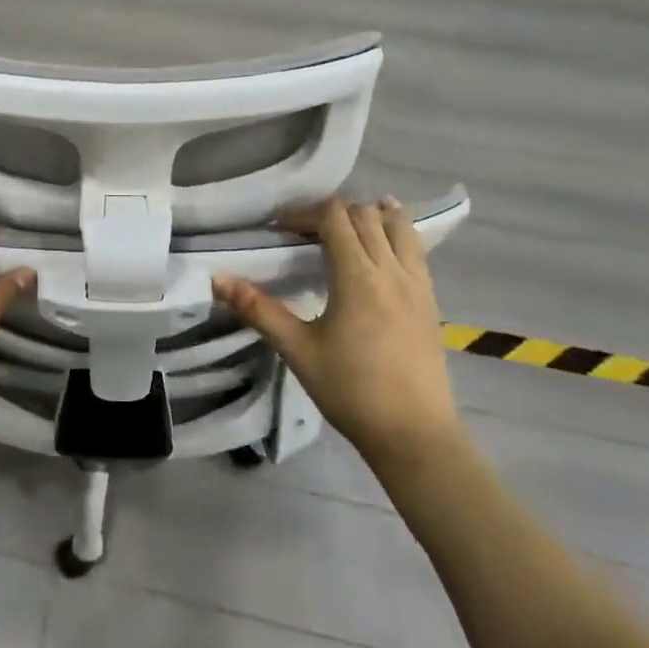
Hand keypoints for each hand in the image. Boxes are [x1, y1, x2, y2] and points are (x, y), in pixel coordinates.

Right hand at [214, 197, 460, 477]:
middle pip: (365, 214)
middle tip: (305, 233)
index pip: (334, 217)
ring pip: (398, 224)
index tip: (281, 230)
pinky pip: (416, 247)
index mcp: (357, 277)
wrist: (414, 434)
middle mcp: (391, 269)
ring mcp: (418, 282)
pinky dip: (397, 232)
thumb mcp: (298, 350)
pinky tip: (383, 243)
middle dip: (332, 212)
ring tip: (346, 227)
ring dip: (371, 215)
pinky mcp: (431, 299)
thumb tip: (218, 280)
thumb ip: (258, 310)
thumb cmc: (351, 391)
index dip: (305, 213)